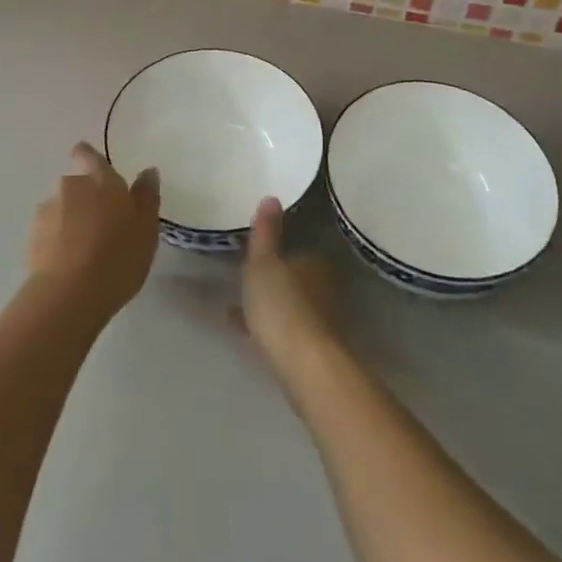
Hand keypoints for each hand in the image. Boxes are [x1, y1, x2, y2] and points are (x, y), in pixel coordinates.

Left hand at [27, 143, 160, 325]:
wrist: (70, 294)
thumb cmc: (118, 255)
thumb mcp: (146, 227)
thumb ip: (146, 196)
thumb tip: (147, 171)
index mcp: (100, 180)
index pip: (89, 155)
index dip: (87, 155)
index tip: (86, 158)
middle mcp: (70, 187)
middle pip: (76, 185)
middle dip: (85, 198)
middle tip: (102, 224)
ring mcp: (47, 213)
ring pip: (61, 210)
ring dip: (70, 221)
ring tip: (86, 250)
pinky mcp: (32, 240)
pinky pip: (49, 234)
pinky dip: (58, 243)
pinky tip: (71, 265)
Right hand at [241, 197, 338, 386]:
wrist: (303, 365)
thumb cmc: (282, 305)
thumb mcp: (263, 263)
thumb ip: (266, 232)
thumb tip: (272, 196)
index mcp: (315, 264)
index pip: (301, 252)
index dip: (282, 253)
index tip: (262, 254)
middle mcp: (322, 290)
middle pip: (297, 280)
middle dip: (277, 280)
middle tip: (249, 278)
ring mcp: (317, 322)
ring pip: (289, 306)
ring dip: (269, 305)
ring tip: (238, 305)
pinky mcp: (307, 350)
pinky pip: (281, 330)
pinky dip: (264, 327)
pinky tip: (243, 330)